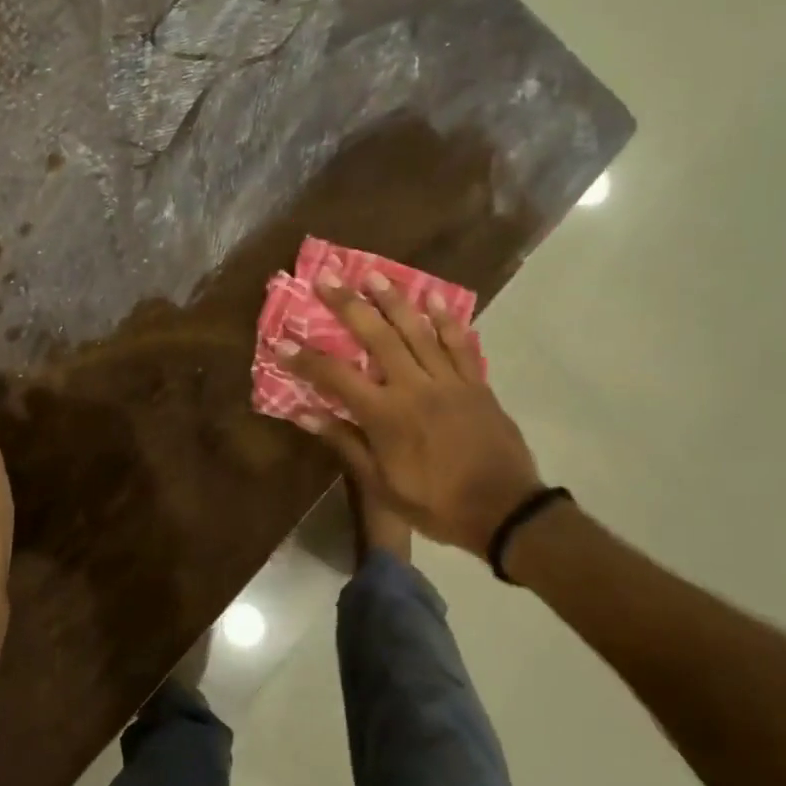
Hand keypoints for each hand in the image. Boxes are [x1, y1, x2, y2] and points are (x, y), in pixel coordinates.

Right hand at [286, 273, 542, 560]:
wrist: (504, 511)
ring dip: (393, 300)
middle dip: (349, 305)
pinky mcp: (476, 383)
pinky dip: (447, 319)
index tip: (282, 341)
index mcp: (386, 415)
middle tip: (327, 278)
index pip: (336, 377)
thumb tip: (305, 414)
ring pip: (418, 330)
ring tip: (373, 274)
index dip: (306, 359)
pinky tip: (433, 297)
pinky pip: (460, 343)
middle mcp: (414, 387)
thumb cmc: (435, 504)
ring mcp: (449, 381)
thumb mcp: (382, 484)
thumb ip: (345, 444)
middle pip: (377, 336)